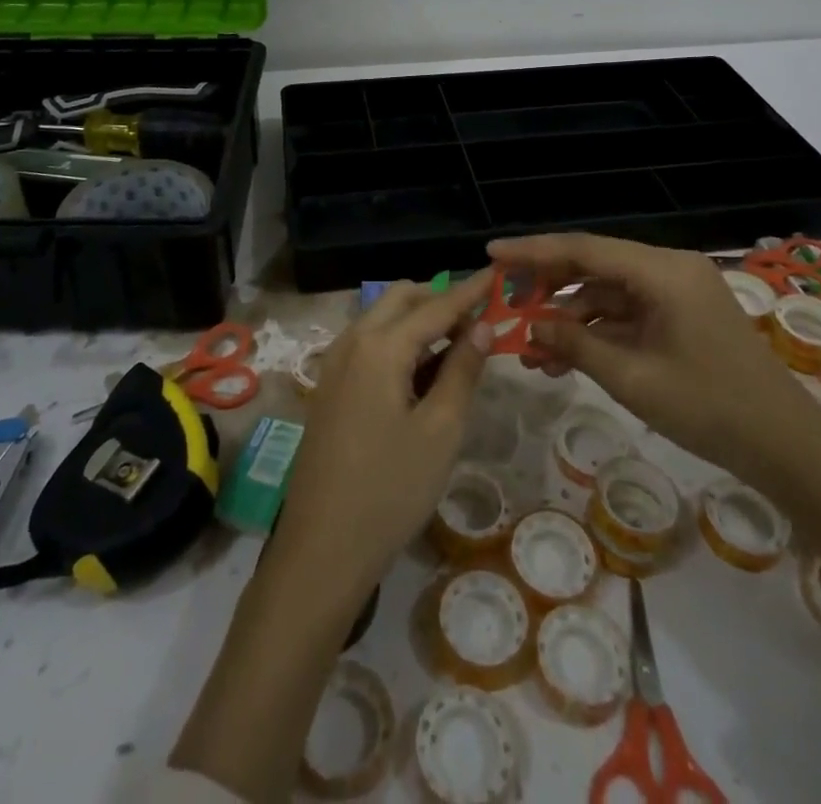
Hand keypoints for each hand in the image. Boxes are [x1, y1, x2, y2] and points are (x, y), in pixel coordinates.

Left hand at [270, 273, 492, 604]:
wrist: (322, 548)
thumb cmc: (390, 489)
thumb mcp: (440, 430)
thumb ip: (463, 370)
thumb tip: (483, 325)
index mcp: (380, 346)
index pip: (436, 305)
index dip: (470, 291)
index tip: (498, 273)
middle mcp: (352, 341)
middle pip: (401, 299)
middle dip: (440, 299)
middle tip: (480, 319)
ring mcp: (335, 363)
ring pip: (383, 320)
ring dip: (419, 321)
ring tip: (458, 346)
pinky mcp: (330, 387)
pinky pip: (369, 345)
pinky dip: (399, 343)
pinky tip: (422, 372)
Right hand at [490, 233, 820, 487]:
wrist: (788, 448)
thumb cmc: (710, 408)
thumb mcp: (633, 378)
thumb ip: (576, 345)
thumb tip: (530, 328)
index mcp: (662, 271)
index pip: (584, 249)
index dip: (534, 251)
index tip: (491, 254)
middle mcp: (668, 269)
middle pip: (593, 266)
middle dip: (547, 286)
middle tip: (504, 302)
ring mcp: (676, 293)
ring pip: (606, 294)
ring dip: (569, 319)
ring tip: (530, 352)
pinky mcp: (680, 316)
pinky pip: (626, 314)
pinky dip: (595, 333)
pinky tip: (564, 360)